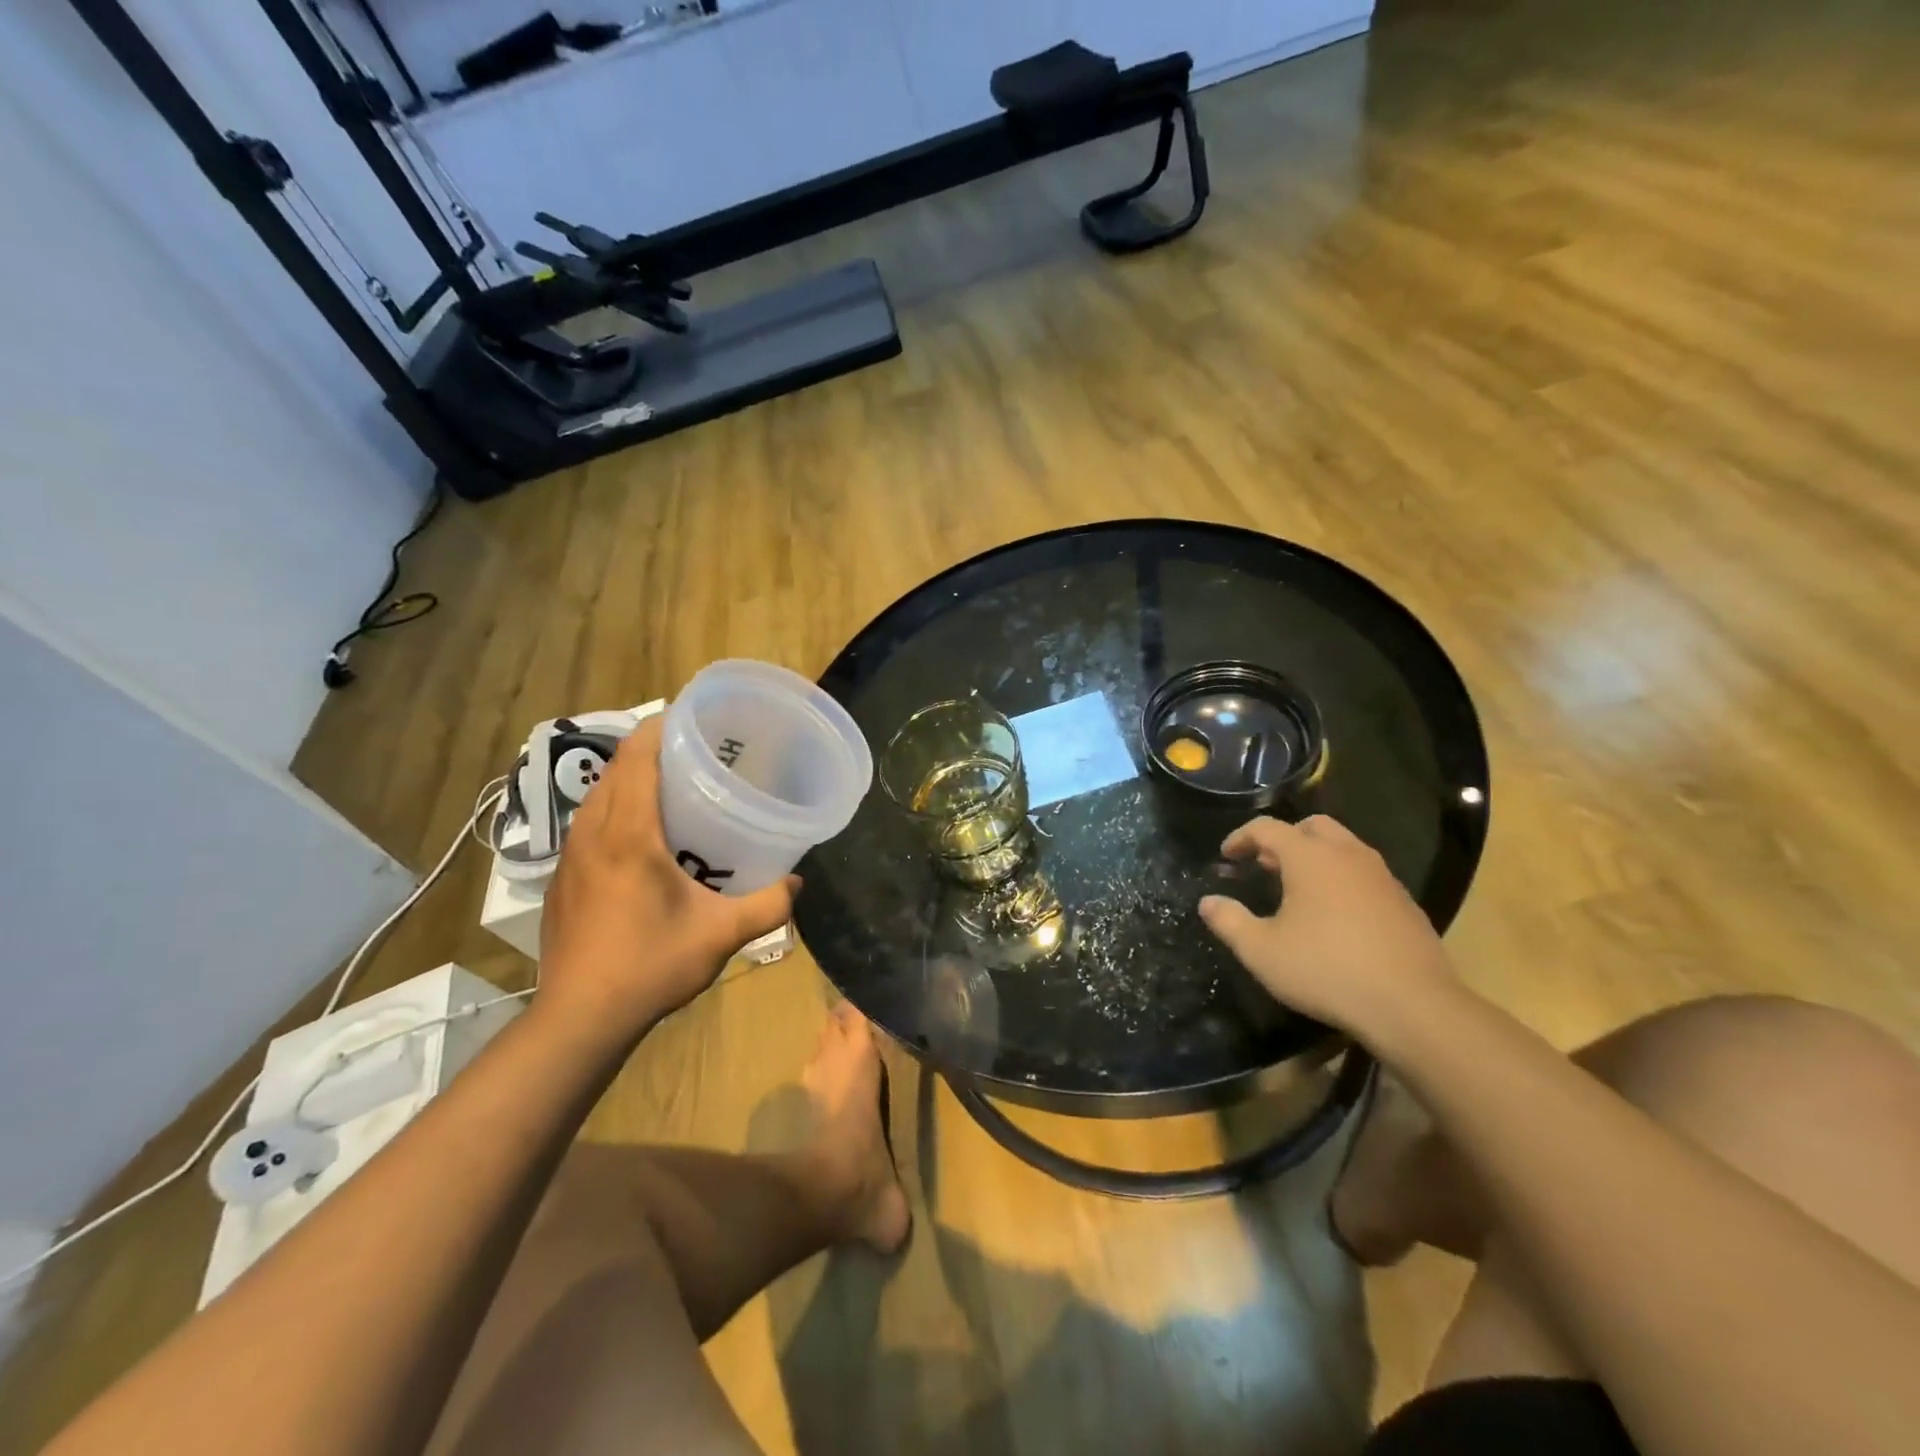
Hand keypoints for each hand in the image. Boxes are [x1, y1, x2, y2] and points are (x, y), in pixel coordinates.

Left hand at [536, 716, 795, 1039]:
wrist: (579, 1019)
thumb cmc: (650, 966)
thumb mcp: (721, 935)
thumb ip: (767, 904)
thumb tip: (797, 882)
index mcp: (628, 834)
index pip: (636, 758)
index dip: (660, 728)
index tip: (692, 718)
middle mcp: (593, 835)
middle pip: (615, 770)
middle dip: (650, 750)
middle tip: (695, 753)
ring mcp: (570, 858)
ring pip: (597, 797)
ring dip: (629, 780)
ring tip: (671, 788)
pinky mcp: (561, 880)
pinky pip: (588, 825)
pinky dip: (614, 810)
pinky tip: (642, 839)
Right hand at [1197, 815, 1455, 1042]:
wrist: (1412, 1005)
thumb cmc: (1326, 970)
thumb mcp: (1262, 951)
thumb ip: (1229, 921)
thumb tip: (1207, 902)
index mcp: (1310, 857)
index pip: (1267, 828)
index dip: (1241, 837)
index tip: (1226, 856)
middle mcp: (1347, 855)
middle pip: (1312, 826)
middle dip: (1284, 839)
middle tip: (1265, 864)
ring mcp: (1382, 877)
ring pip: (1344, 847)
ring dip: (1316, 857)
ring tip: (1297, 888)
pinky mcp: (1404, 902)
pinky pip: (1365, 874)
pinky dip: (1342, 879)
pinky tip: (1335, 915)